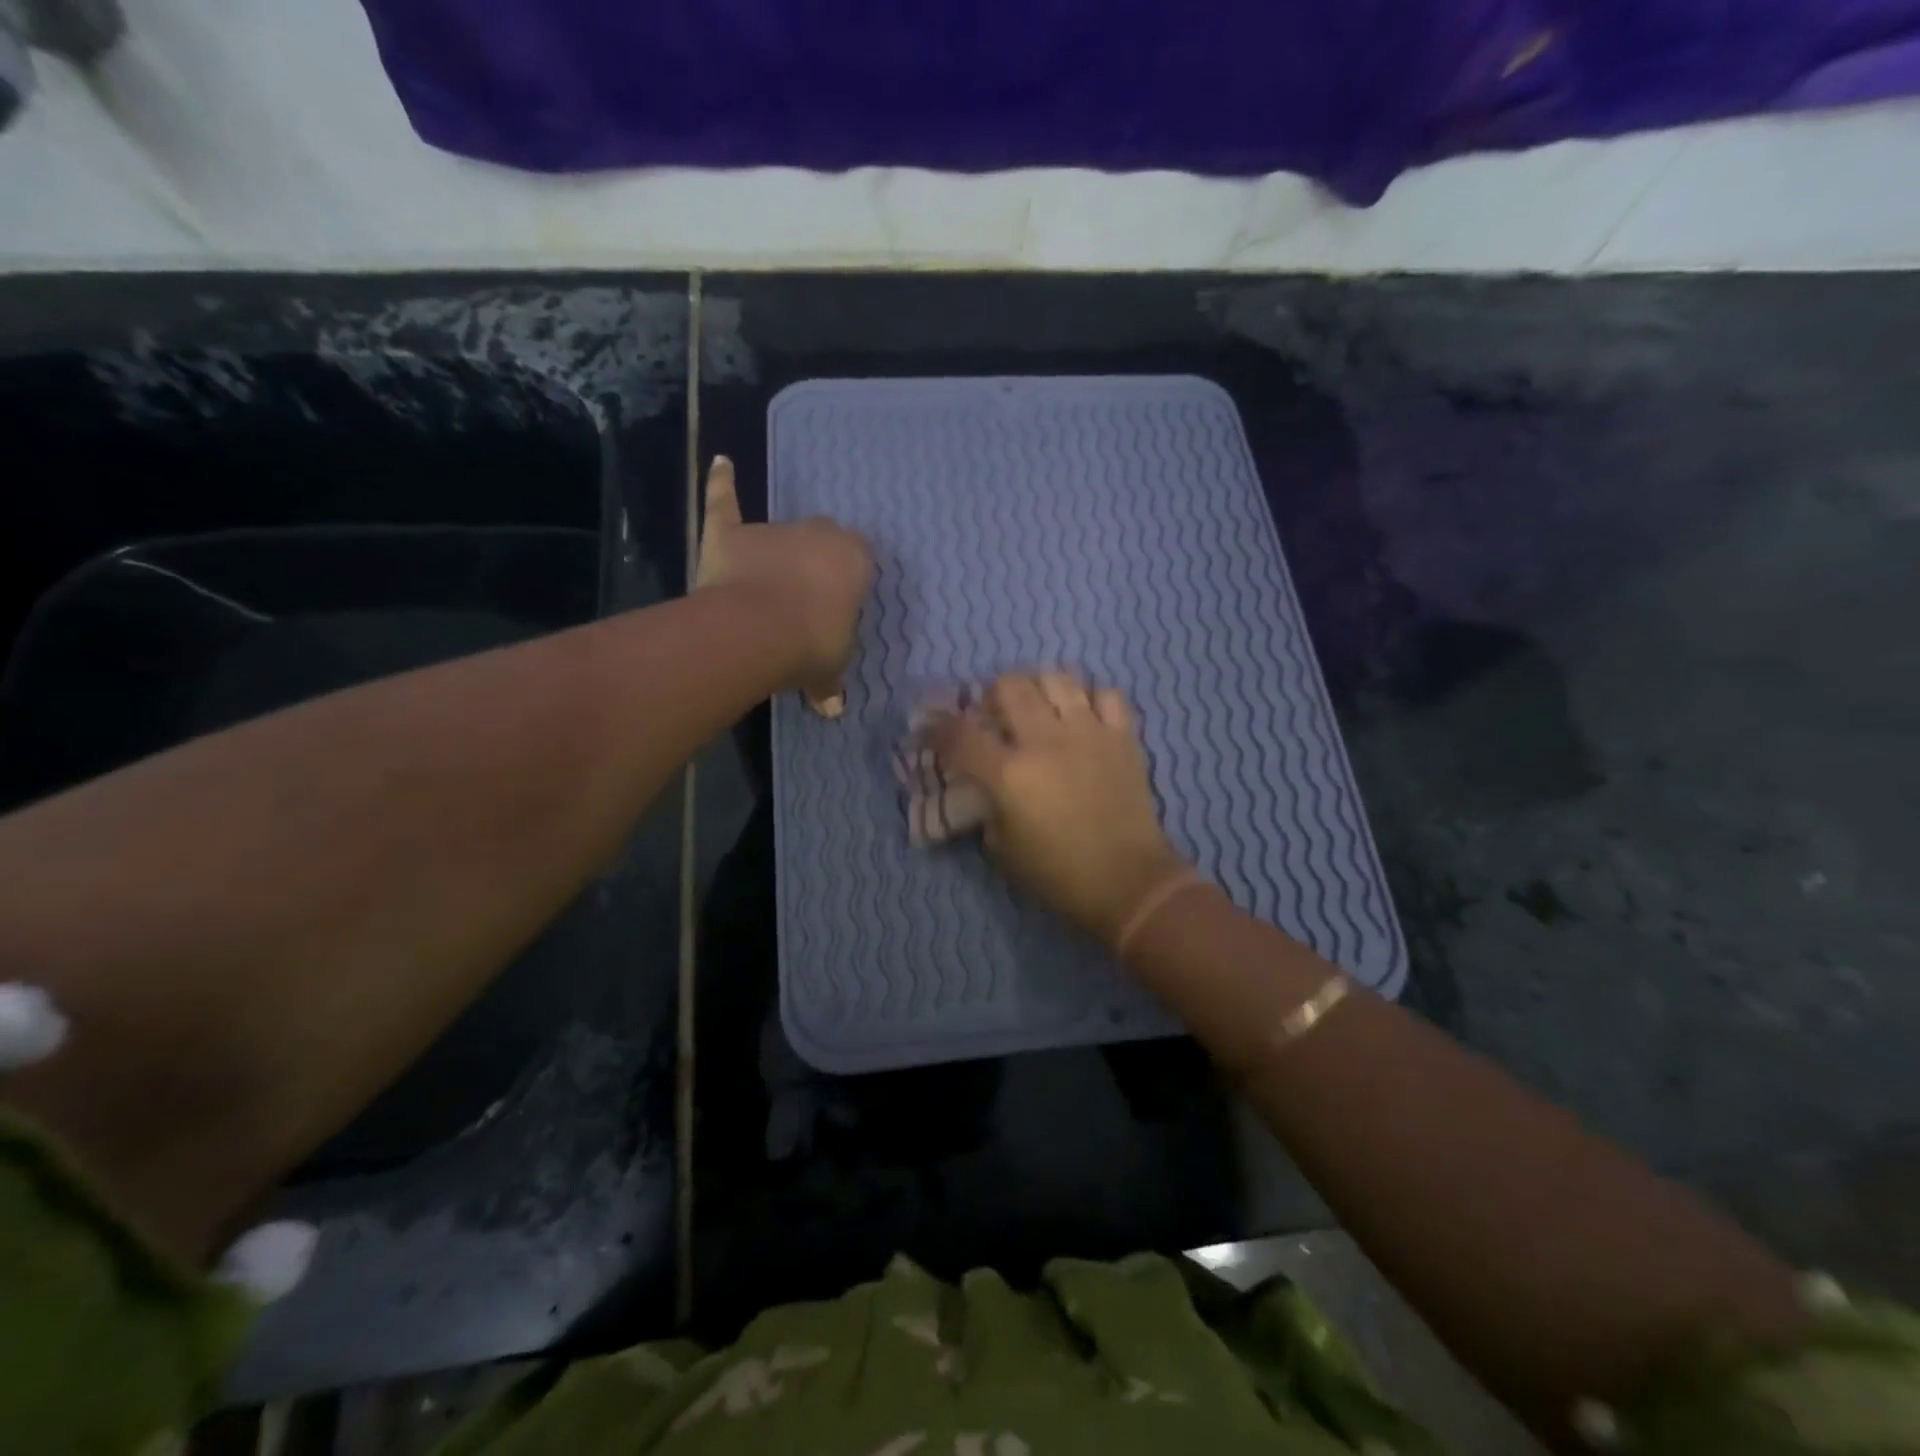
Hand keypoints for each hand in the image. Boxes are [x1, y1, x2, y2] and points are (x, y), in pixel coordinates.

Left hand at [697, 456, 872, 714]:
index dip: (846, 583)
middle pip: (820, 540)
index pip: (858, 560)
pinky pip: (725, 503)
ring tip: (766, 588)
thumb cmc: (813, 645)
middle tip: (805, 598)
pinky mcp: (731, 534)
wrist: (761, 631)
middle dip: (814, 563)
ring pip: (778, 534)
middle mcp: (818, 534)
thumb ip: (830, 682)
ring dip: (774, 555)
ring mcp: (772, 530)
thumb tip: (831, 707)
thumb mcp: (831, 668)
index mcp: (854, 559)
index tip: (837, 607)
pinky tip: (720, 464)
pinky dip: (721, 486)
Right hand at [928, 673, 1187, 947]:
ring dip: (1039, 687)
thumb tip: (987, 788)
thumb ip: (988, 810)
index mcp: (1009, 774)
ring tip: (1039, 705)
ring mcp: (1088, 732)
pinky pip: (1107, 694)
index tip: (932, 730)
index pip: (960, 734)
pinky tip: (1084, 716)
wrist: (1128, 882)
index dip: (938, 728)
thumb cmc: (1059, 875)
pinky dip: (1091, 699)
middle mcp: (1045, 741)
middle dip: (991, 695)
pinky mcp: (1123, 736)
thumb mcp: (1003, 851)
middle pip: (1008, 686)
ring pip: (1057, 678)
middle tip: (994, 714)